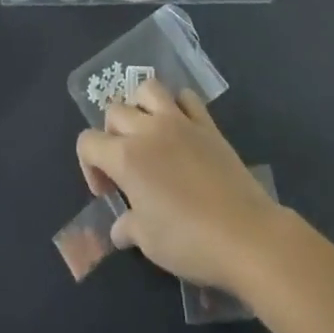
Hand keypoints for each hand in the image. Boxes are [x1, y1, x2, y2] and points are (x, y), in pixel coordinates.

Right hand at [76, 78, 284, 292]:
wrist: (246, 235)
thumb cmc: (190, 242)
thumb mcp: (149, 243)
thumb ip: (127, 227)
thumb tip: (120, 226)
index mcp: (126, 157)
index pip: (87, 142)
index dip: (89, 166)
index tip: (108, 193)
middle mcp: (148, 130)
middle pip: (114, 111)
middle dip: (111, 136)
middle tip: (126, 167)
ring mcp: (179, 121)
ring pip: (148, 89)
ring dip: (140, 107)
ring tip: (147, 134)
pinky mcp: (207, 124)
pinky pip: (186, 97)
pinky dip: (178, 106)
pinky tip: (181, 129)